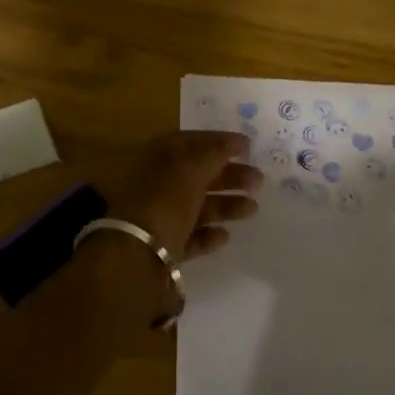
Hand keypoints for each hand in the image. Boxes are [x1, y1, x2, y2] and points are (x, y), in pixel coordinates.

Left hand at [108, 131, 262, 260]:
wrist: (136, 253)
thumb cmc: (165, 199)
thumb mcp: (192, 167)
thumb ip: (215, 153)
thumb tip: (234, 142)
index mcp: (159, 156)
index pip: (192, 141)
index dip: (220, 141)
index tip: (248, 146)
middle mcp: (158, 183)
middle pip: (199, 175)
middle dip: (229, 176)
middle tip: (258, 180)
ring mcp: (160, 216)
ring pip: (198, 206)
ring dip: (226, 205)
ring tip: (252, 209)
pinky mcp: (164, 247)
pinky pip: (191, 236)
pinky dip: (209, 235)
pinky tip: (225, 236)